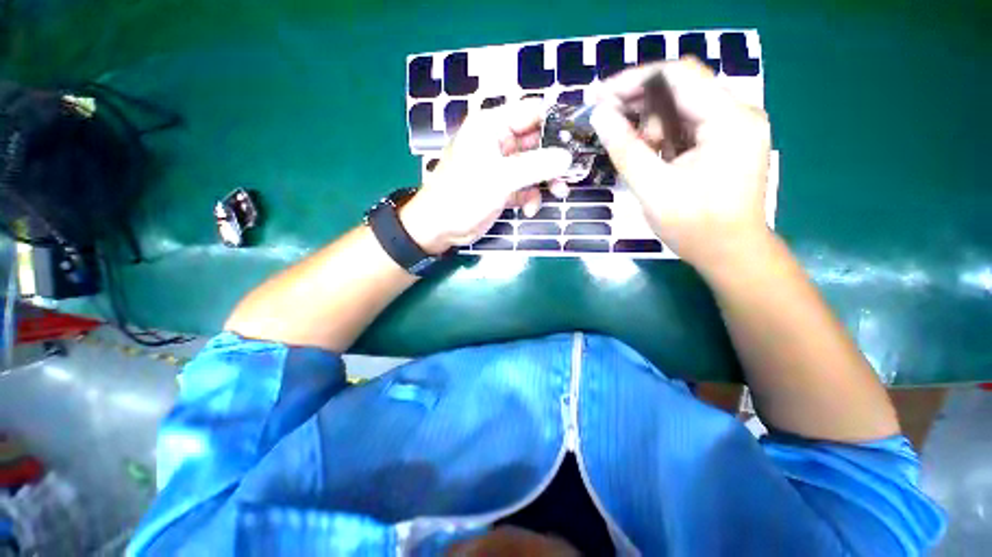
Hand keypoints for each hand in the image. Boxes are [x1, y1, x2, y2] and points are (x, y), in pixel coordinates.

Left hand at [400, 100, 570, 254]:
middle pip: (537, 141)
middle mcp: (498, 142)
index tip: (579, 137)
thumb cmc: (464, 195)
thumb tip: (568, 157)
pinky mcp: (502, 187)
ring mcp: (501, 166)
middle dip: (554, 158)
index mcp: (492, 126)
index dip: (557, 121)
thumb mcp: (501, 178)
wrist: (441, 227)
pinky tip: (529, 210)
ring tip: (559, 193)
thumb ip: (536, 166)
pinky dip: (531, 197)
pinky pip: (525, 186)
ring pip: (534, 166)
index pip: (532, 112)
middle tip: (573, 171)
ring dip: (546, 180)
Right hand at [590, 58, 772, 269]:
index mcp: (729, 119)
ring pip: (683, 107)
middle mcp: (738, 113)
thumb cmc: (694, 226)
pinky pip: (689, 125)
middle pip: (681, 88)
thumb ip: (625, 148)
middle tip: (608, 123)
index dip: (634, 80)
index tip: (600, 96)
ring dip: (651, 123)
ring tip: (635, 152)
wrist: (729, 253)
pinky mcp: (728, 141)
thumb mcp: (652, 187)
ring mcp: (735, 127)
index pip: (678, 76)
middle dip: (640, 104)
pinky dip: (664, 135)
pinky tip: (651, 155)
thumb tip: (599, 115)